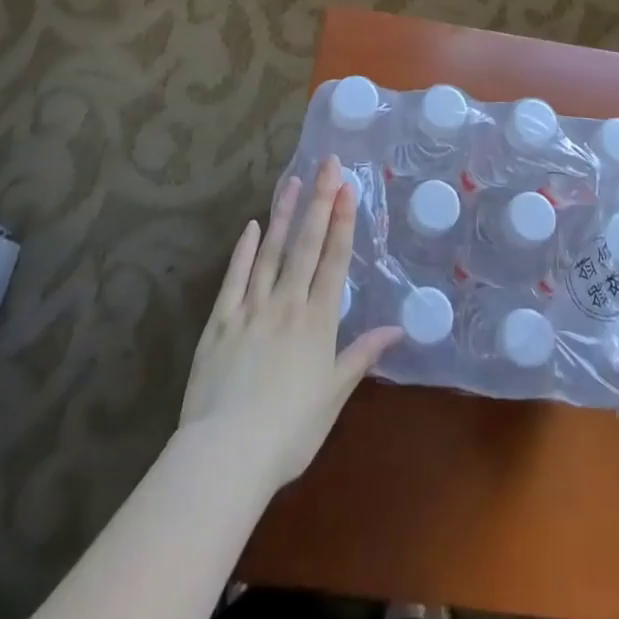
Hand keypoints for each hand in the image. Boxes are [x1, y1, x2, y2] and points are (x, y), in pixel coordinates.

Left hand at [179, 156, 401, 497]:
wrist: (226, 454)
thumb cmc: (289, 432)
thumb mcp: (333, 395)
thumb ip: (362, 355)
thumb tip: (398, 328)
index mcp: (317, 321)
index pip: (334, 259)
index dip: (343, 221)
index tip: (348, 187)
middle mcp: (287, 303)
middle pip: (306, 244)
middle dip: (320, 202)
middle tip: (328, 164)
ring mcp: (251, 308)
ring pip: (270, 252)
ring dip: (284, 215)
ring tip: (293, 182)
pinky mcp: (220, 321)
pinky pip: (234, 278)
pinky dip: (243, 251)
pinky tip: (250, 227)